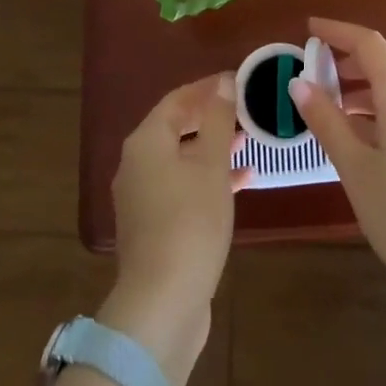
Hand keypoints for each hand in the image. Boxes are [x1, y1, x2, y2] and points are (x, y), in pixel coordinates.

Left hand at [104, 72, 245, 385]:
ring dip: (213, 149)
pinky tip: (241, 183)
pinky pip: (182, 187)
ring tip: (248, 142)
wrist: (163, 304)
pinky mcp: (154, 226)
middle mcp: (137, 164)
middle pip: (176, 127)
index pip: (177, 99)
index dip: (207, 88)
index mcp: (145, 142)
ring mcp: (142, 198)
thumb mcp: (212, 164)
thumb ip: (218, 120)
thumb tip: (222, 83)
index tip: (238, 81)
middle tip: (246, 110)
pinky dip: (207, 179)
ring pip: (181, 159)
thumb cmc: (190, 221)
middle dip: (211, 118)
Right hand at [291, 17, 385, 295]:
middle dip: (358, 56)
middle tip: (326, 71)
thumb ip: (327, 121)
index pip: (369, 44)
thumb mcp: (354, 167)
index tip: (310, 29)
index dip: (338, 31)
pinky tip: (365, 136)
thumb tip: (299, 83)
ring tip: (338, 106)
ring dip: (372, 82)